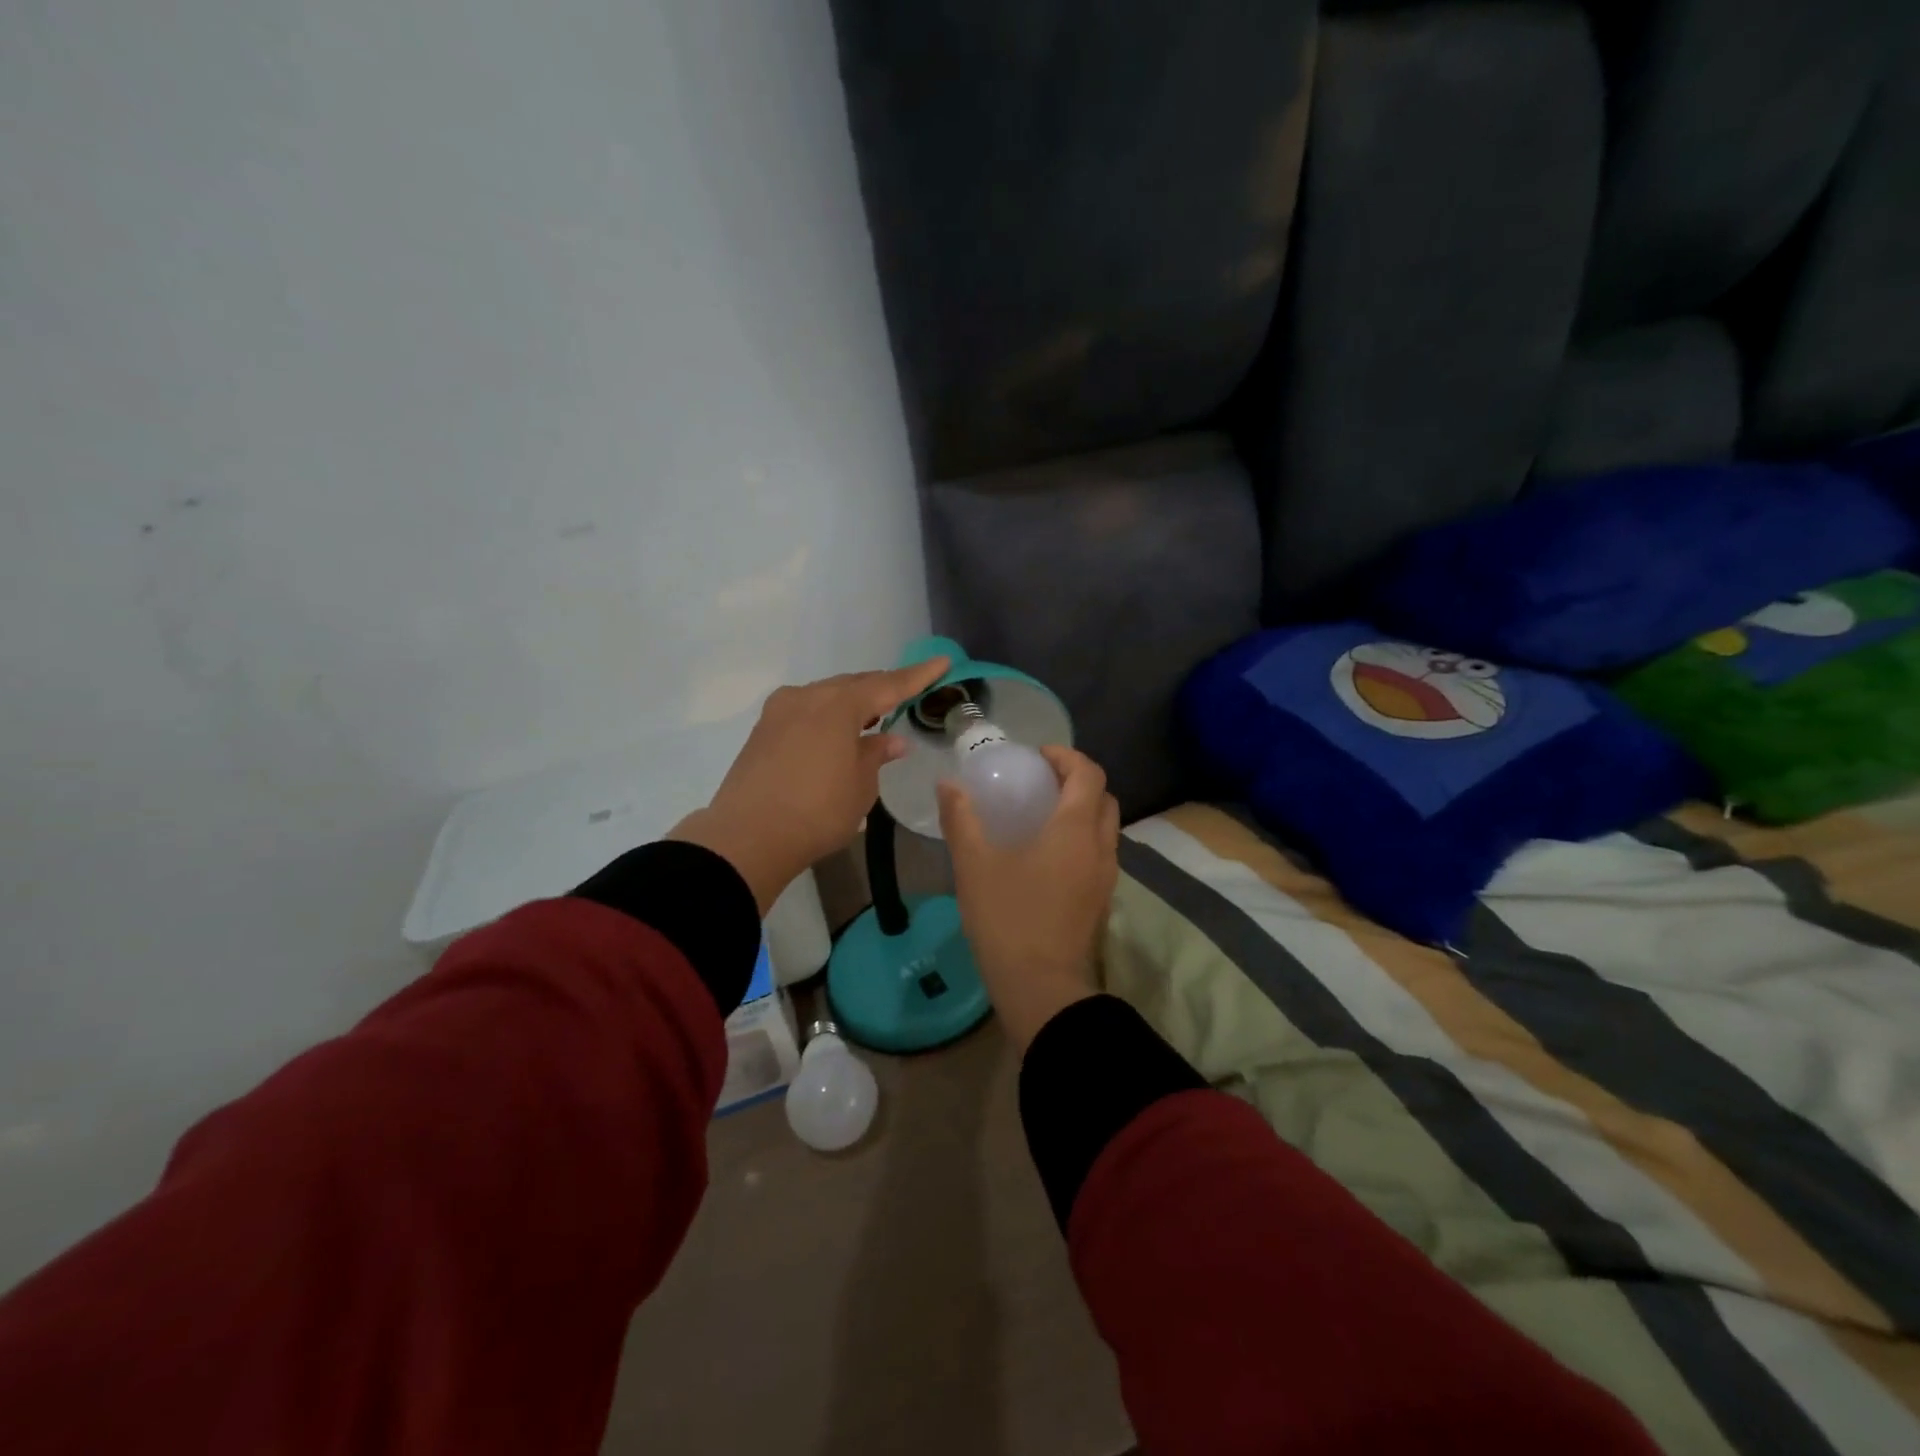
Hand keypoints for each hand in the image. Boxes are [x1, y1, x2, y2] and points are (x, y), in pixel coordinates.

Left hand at [670, 657, 950, 912]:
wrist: (747, 838)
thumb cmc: (817, 812)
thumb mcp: (859, 787)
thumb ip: (875, 756)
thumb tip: (890, 739)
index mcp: (838, 706)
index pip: (888, 685)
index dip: (918, 676)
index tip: (942, 662)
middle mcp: (807, 697)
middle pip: (853, 685)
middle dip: (881, 688)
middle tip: (906, 694)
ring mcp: (779, 712)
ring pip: (826, 696)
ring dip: (851, 704)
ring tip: (872, 717)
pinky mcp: (762, 730)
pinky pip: (805, 711)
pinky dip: (827, 716)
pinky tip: (836, 735)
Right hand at [937, 746, 1120, 1051]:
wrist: (1040, 987)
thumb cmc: (1007, 918)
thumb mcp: (974, 864)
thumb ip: (961, 819)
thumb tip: (948, 784)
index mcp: (1076, 828)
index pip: (1088, 773)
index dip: (1066, 756)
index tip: (1036, 757)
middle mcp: (1100, 846)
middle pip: (1103, 797)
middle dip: (1077, 781)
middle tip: (1040, 782)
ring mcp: (1106, 876)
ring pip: (1105, 828)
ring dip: (1082, 811)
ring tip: (1042, 816)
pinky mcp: (1102, 901)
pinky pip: (1100, 853)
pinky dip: (1082, 839)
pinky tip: (1047, 855)